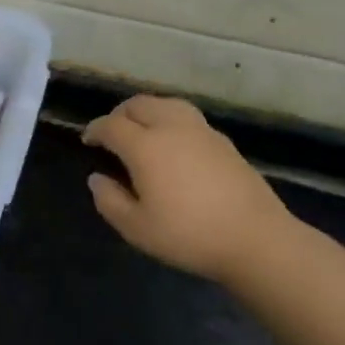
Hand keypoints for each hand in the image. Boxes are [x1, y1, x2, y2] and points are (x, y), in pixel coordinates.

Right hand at [83, 95, 296, 281]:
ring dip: (147, 111)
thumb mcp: (136, 228)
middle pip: (139, 104)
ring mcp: (202, 132)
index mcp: (145, 146)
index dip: (95, 129)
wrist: (257, 240)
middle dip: (119, 114)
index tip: (88, 141)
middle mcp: (172, 128)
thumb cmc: (189, 235)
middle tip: (112, 133)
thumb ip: (109, 200)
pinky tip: (173, 144)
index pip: (111, 125)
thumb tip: (97, 178)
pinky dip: (171, 120)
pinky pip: (188, 117)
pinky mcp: (224, 143)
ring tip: (142, 130)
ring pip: (167, 104)